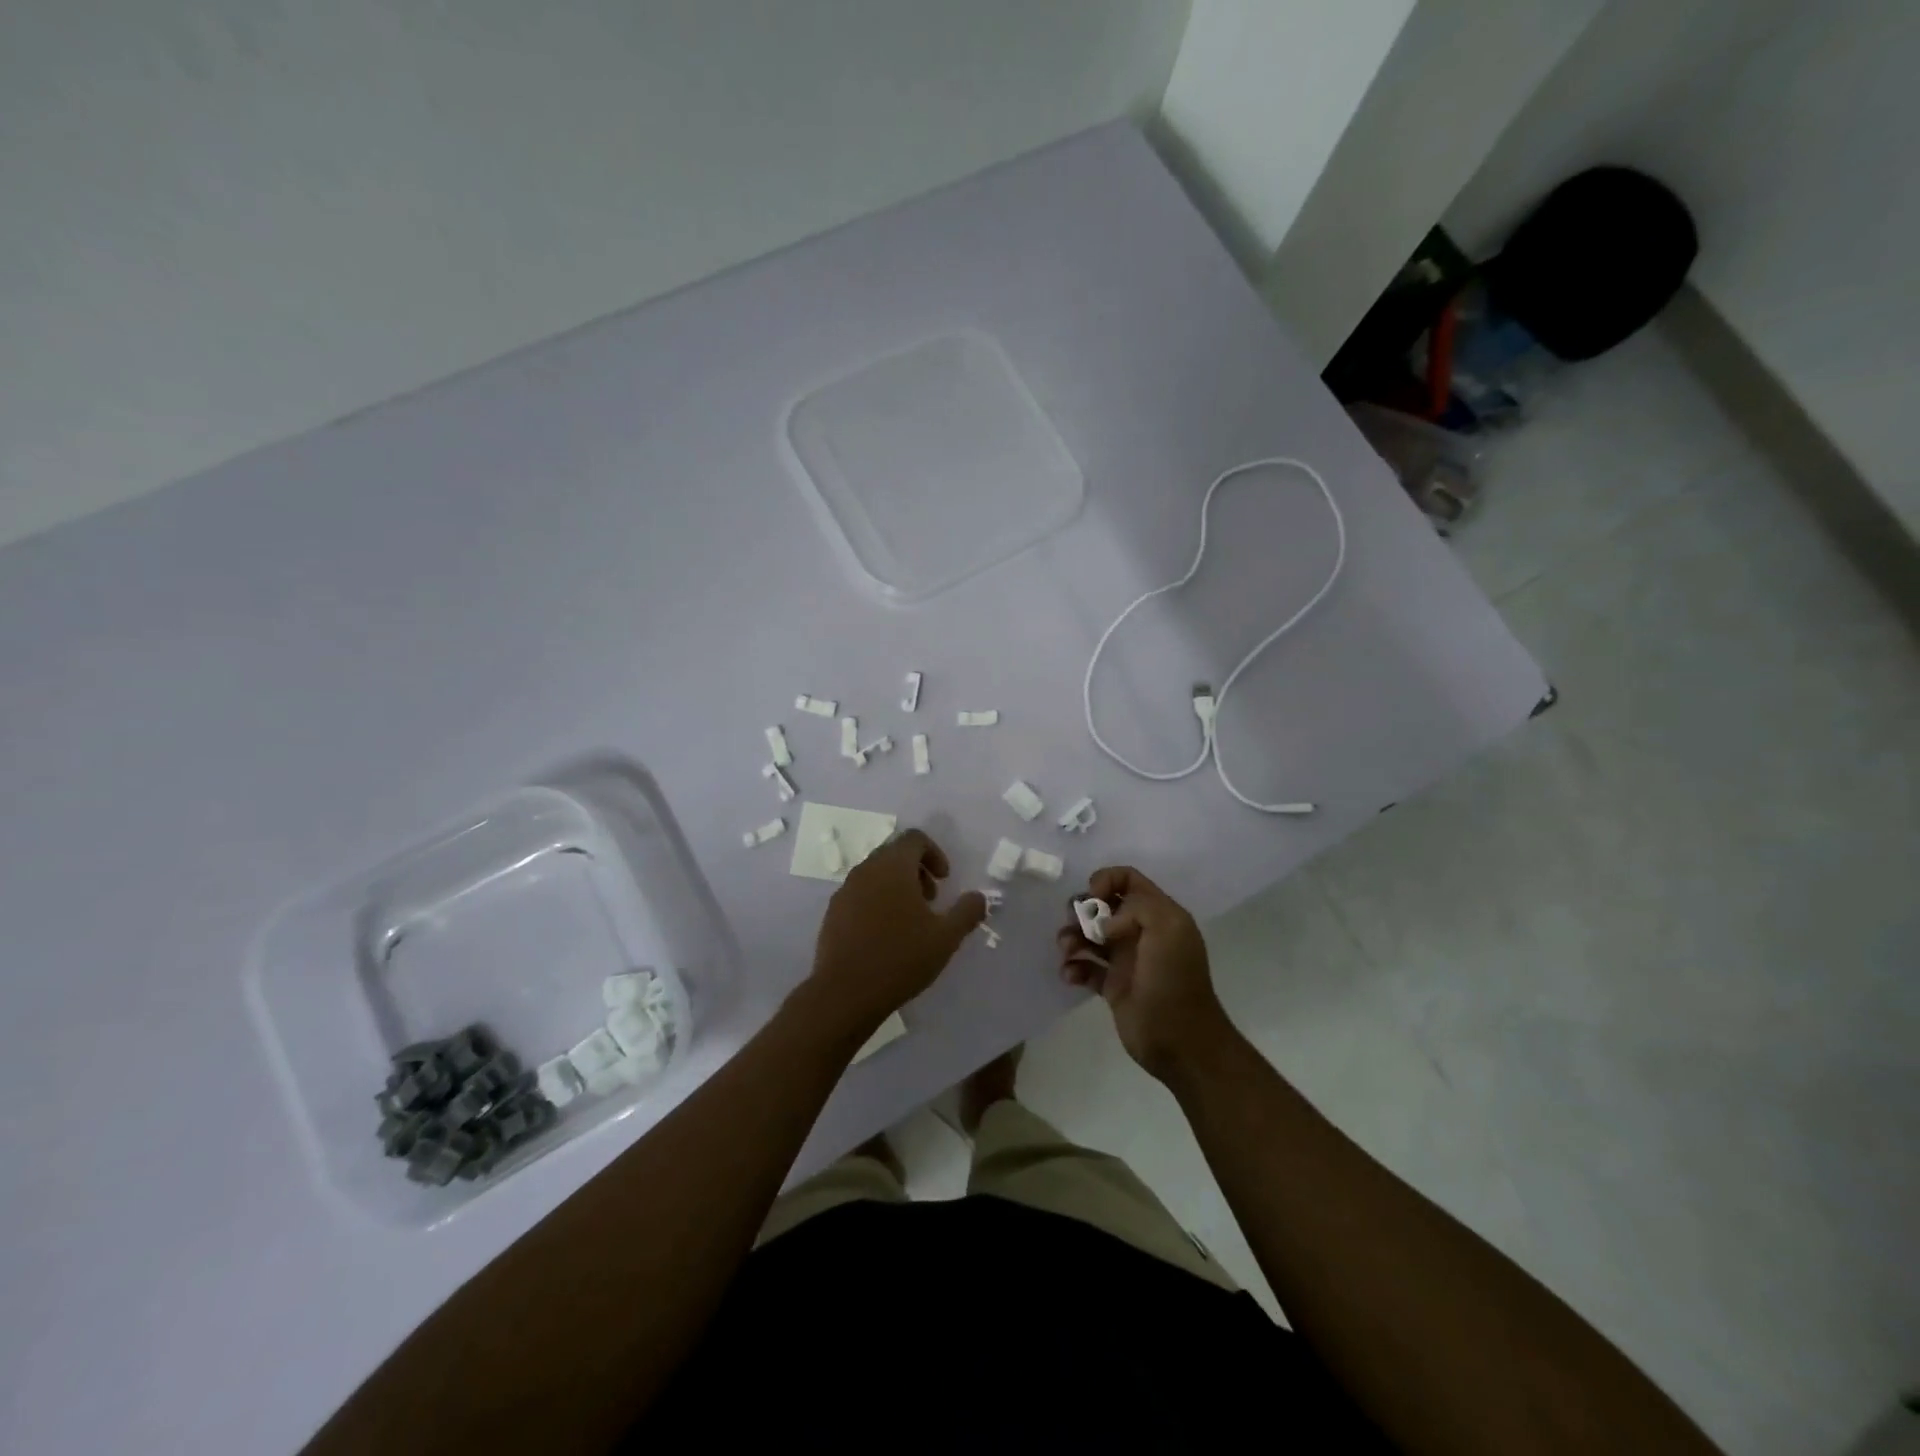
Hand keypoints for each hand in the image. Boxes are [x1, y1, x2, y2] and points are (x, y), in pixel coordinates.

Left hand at [810, 829, 986, 1032]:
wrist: (845, 993)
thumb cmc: (900, 958)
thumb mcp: (946, 937)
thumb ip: (967, 912)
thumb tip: (978, 897)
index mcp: (893, 866)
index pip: (915, 838)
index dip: (935, 853)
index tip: (944, 880)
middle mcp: (866, 870)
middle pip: (894, 853)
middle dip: (917, 870)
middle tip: (931, 900)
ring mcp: (845, 891)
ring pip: (875, 874)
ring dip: (897, 886)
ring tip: (910, 921)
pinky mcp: (833, 912)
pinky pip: (860, 894)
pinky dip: (877, 901)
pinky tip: (885, 935)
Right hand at [1056, 865, 1235, 1081]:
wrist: (1180, 1042)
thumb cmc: (1174, 981)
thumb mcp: (1168, 929)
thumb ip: (1137, 907)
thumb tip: (1105, 922)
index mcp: (1159, 914)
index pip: (1127, 879)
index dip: (1105, 880)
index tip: (1092, 898)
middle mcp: (1140, 932)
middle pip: (1102, 905)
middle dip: (1082, 910)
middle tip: (1078, 926)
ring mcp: (1125, 959)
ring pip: (1088, 935)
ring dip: (1072, 937)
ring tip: (1068, 952)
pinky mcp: (1112, 986)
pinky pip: (1084, 966)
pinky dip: (1073, 967)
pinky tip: (1071, 976)